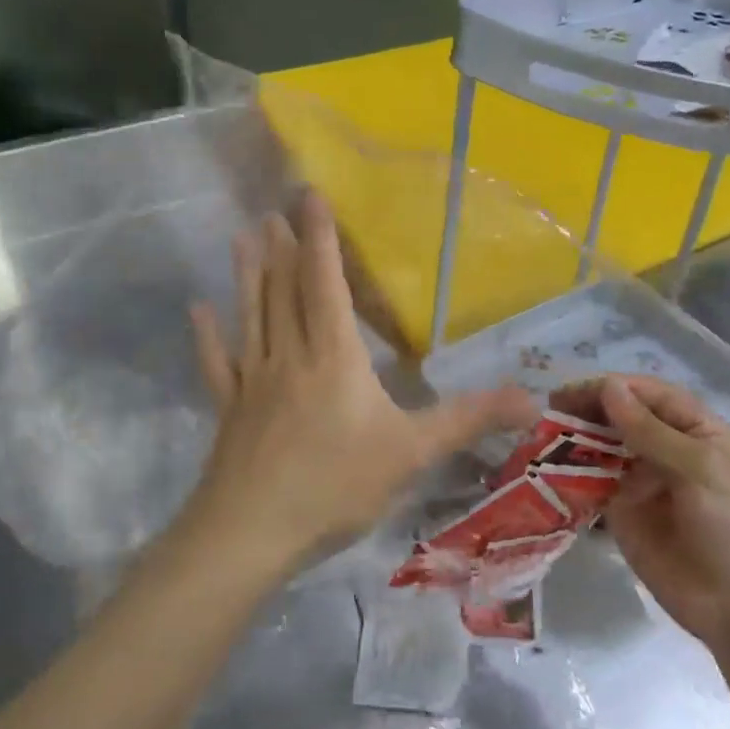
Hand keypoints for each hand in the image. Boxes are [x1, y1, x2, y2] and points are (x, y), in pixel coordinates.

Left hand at [186, 193, 532, 575]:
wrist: (252, 532)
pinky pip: (219, 363)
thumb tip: (531, 399)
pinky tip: (198, 311)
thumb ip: (467, 419)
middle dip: (283, 247)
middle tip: (273, 209)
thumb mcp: (412, 452)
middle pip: (284, 289)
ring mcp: (254, 380)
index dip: (320, 237)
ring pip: (252, 314)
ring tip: (243, 235)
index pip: (326, 282)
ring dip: (248, 274)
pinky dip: (208, 336)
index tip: (309, 196)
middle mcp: (290, 354)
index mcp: (333, 354)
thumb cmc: (335, 485)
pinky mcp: (230, 408)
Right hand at [552, 375, 729, 650]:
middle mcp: (667, 448)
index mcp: (697, 431)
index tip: (574, 391)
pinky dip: (571, 472)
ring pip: (603, 446)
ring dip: (575, 437)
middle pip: (622, 415)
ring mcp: (642, 480)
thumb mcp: (699, 470)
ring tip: (542, 434)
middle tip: (550, 409)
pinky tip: (547, 466)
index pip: (650, 394)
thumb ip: (649, 429)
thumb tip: (608, 386)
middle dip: (589, 409)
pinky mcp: (622, 511)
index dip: (613, 387)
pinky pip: (592, 483)